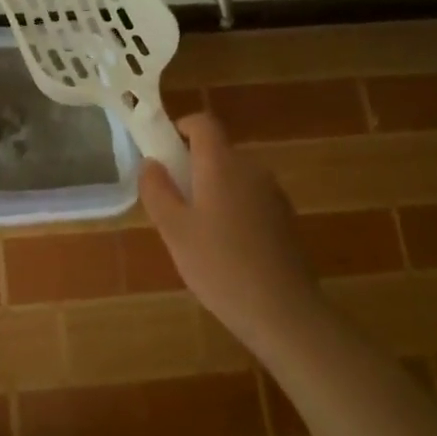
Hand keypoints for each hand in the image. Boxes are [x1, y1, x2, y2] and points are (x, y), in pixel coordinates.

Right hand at [140, 113, 318, 351]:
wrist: (283, 311)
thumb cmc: (219, 265)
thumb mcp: (174, 230)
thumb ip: (157, 190)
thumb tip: (151, 163)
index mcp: (222, 165)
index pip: (203, 123)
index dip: (182, 127)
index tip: (164, 150)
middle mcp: (252, 170)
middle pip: (218, 152)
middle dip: (192, 167)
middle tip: (172, 203)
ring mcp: (273, 195)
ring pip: (234, 178)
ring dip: (212, 190)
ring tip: (196, 232)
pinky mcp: (285, 219)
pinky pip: (250, 199)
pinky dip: (232, 209)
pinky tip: (225, 249)